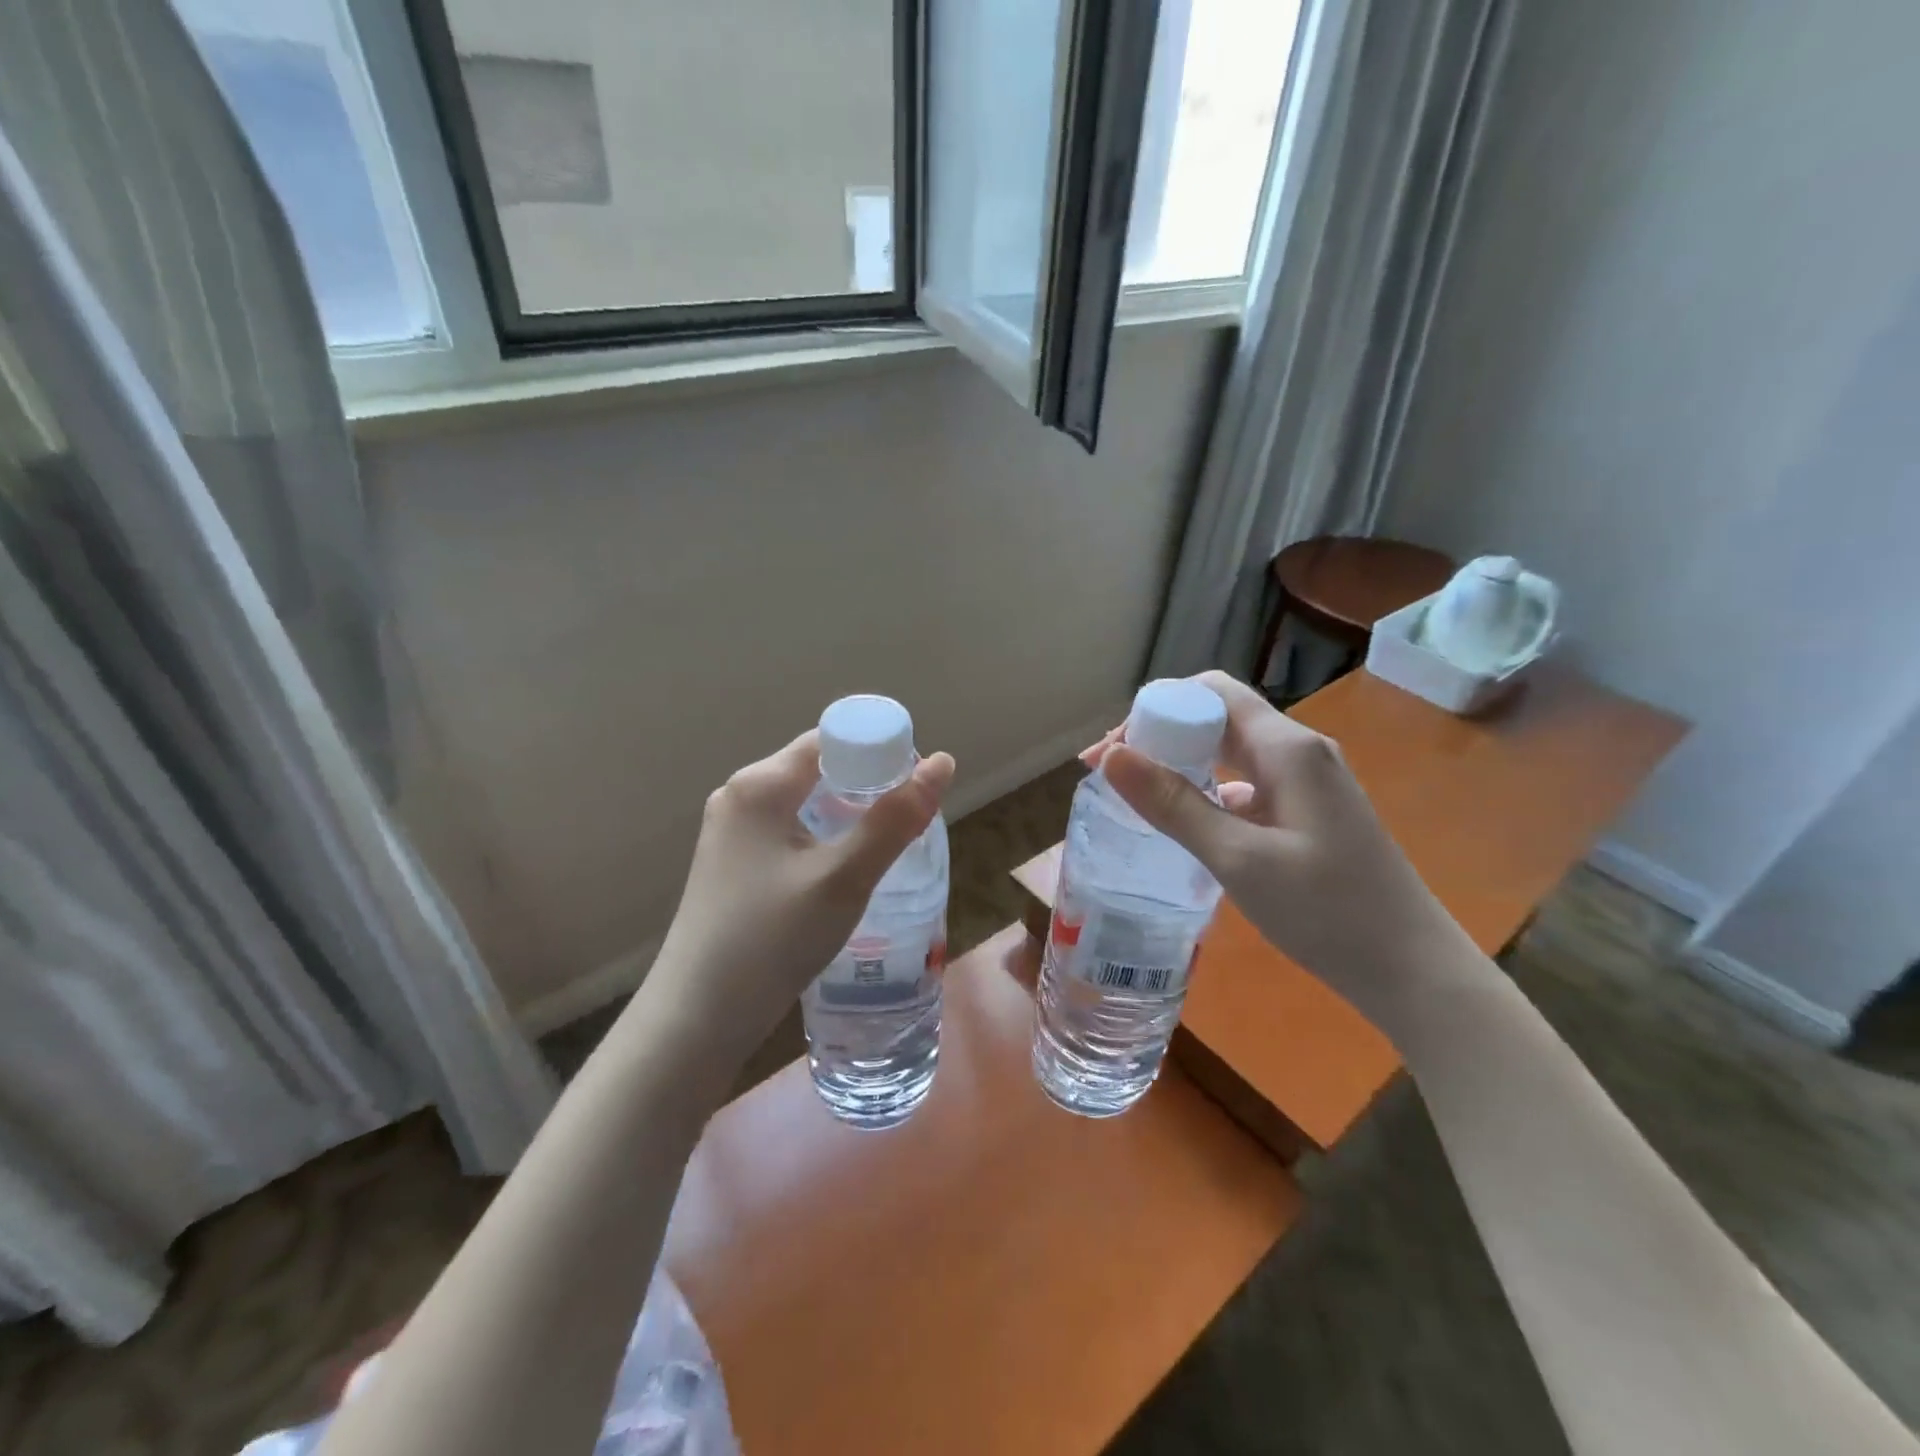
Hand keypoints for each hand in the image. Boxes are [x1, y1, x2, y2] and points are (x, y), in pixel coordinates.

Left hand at [643, 730, 954, 1063]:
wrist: (697, 1019)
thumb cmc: (771, 940)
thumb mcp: (842, 878)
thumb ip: (895, 820)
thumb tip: (944, 763)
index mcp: (761, 784)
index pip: (832, 739)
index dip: (880, 751)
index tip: (919, 785)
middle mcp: (741, 796)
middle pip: (819, 768)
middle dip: (869, 785)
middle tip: (912, 820)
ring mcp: (732, 832)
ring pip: (806, 803)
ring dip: (849, 815)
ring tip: (888, 847)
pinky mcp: (733, 864)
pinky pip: (790, 831)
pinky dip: (825, 838)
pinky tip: (845, 871)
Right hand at [1086, 671, 1473, 1016]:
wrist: (1412, 970)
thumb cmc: (1326, 911)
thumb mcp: (1238, 858)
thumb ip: (1173, 804)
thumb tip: (1112, 756)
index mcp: (1287, 748)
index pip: (1212, 691)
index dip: (1156, 707)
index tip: (1113, 749)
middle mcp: (1299, 751)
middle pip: (1219, 718)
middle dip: (1161, 735)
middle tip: (1112, 773)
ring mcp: (1308, 782)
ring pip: (1231, 752)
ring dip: (1182, 764)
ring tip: (1136, 796)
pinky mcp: (1309, 812)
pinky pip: (1248, 783)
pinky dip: (1209, 791)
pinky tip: (1186, 823)